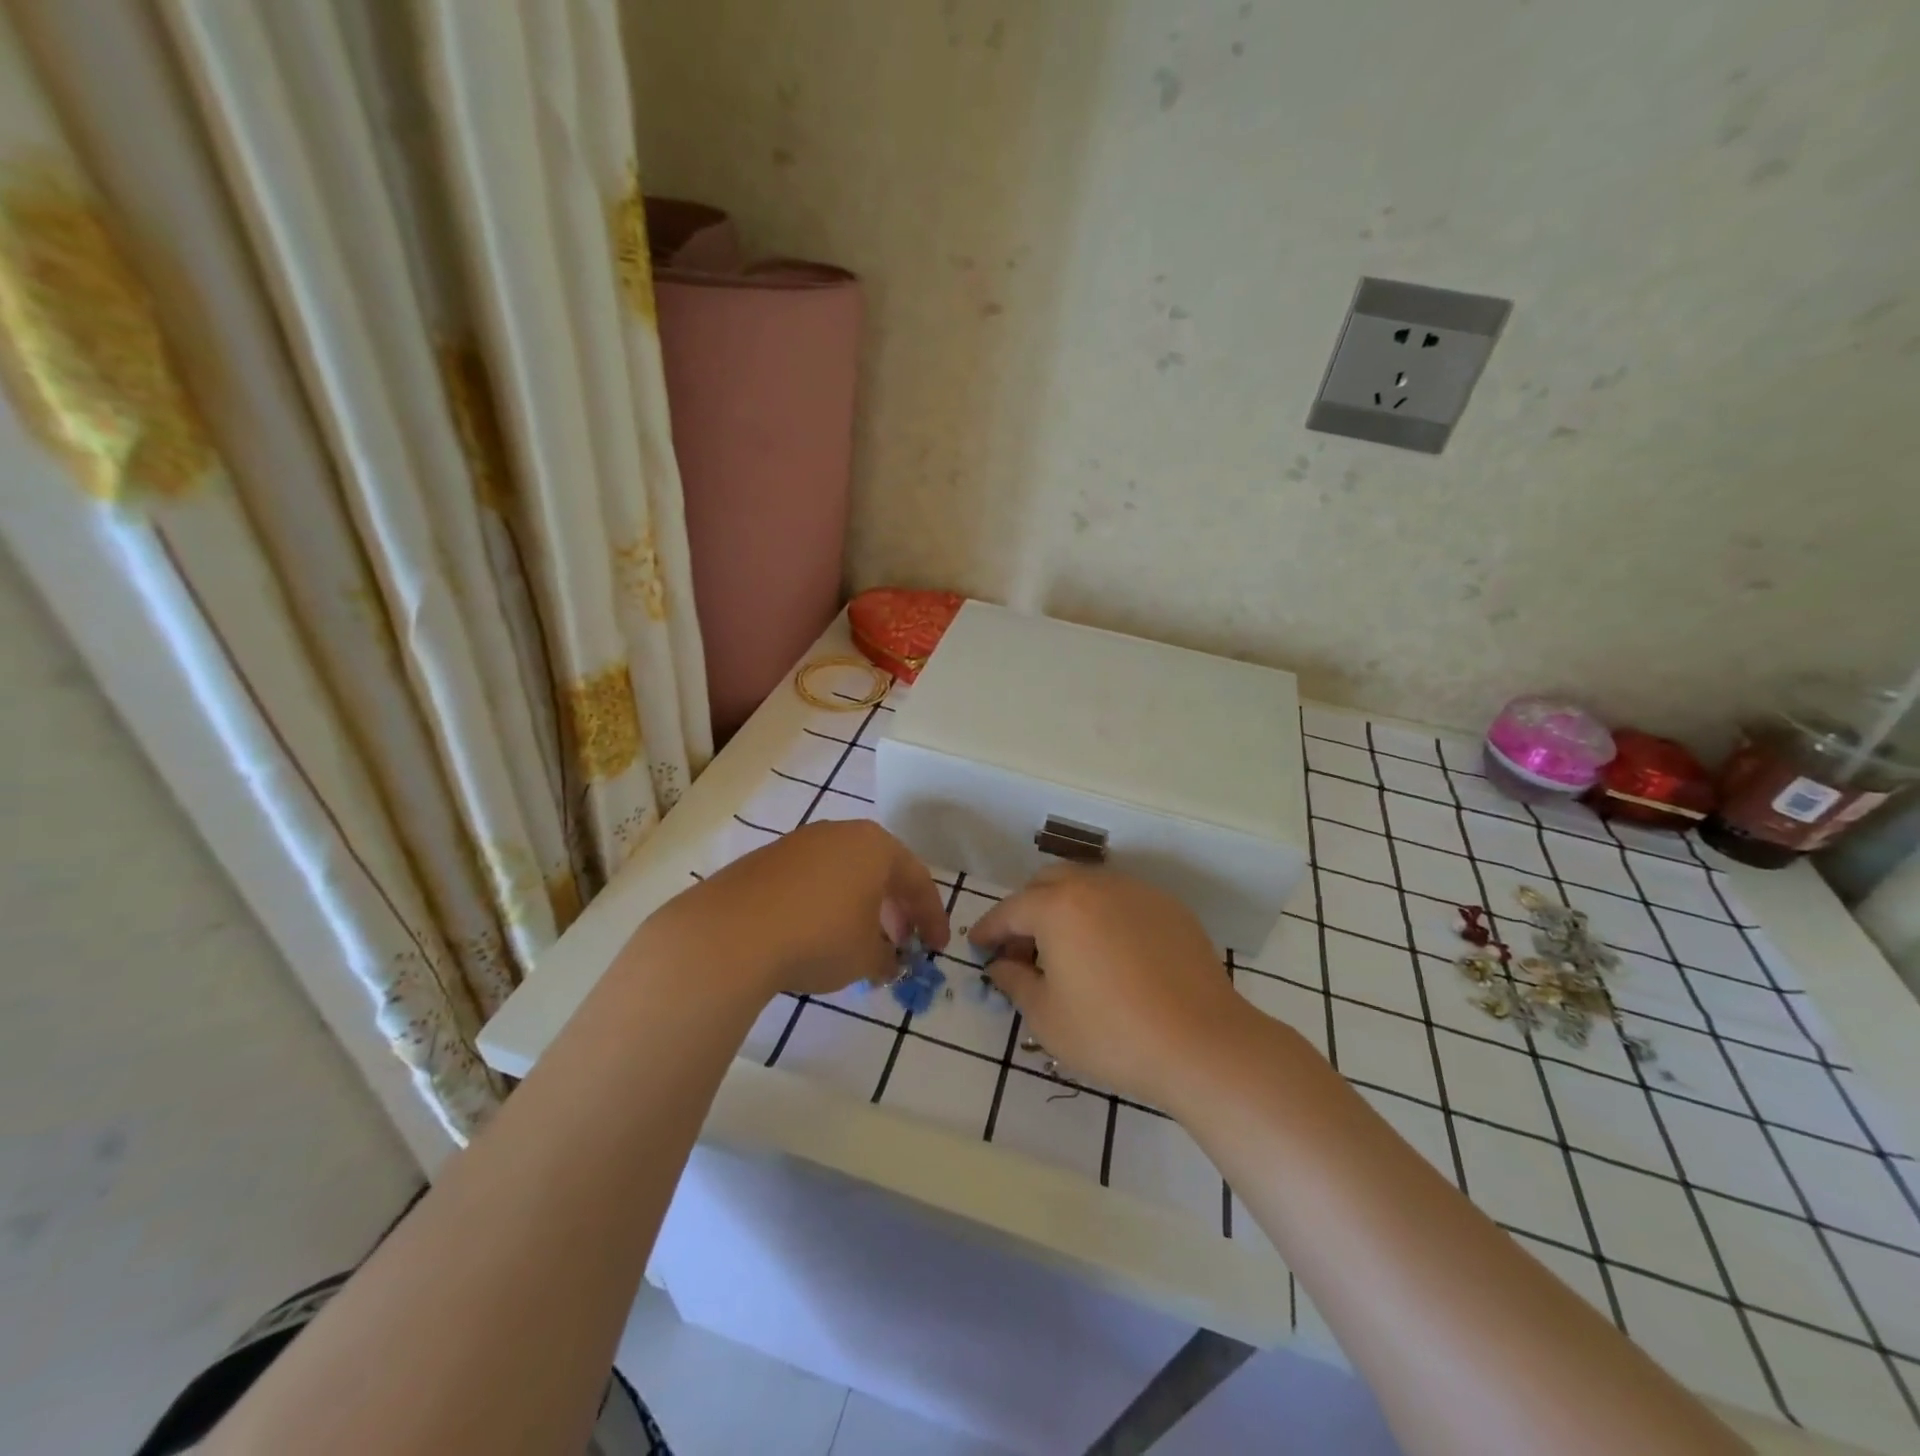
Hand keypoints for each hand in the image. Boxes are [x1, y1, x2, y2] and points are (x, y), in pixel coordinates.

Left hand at [640, 820, 949, 999]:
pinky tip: (818, 934)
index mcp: (875, 846)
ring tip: (860, 942)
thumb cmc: (818, 937)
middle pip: (881, 870)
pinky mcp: (767, 859)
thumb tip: (888, 962)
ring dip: (861, 906)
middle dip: (896, 910)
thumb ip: (887, 958)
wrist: (730, 933)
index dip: (932, 917)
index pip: (917, 879)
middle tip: (901, 944)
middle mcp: (840, 833)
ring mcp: (800, 843)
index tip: (937, 948)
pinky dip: (826, 904)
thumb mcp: (865, 957)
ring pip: (845, 873)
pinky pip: (812, 880)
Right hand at [969, 867, 1257, 1107]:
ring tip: (1067, 951)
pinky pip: (1122, 900)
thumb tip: (1001, 965)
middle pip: (1048, 883)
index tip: (977, 947)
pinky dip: (1103, 916)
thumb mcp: (1047, 1017)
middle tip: (1022, 950)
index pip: (1010, 910)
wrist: (1202, 1043)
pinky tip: (1111, 954)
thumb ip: (1014, 981)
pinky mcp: (1169, 908)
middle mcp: (1095, 886)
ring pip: (1087, 886)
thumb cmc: (1111, 1034)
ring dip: (1066, 909)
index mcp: (1058, 907)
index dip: (988, 929)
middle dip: (1027, 910)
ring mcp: (1137, 892)